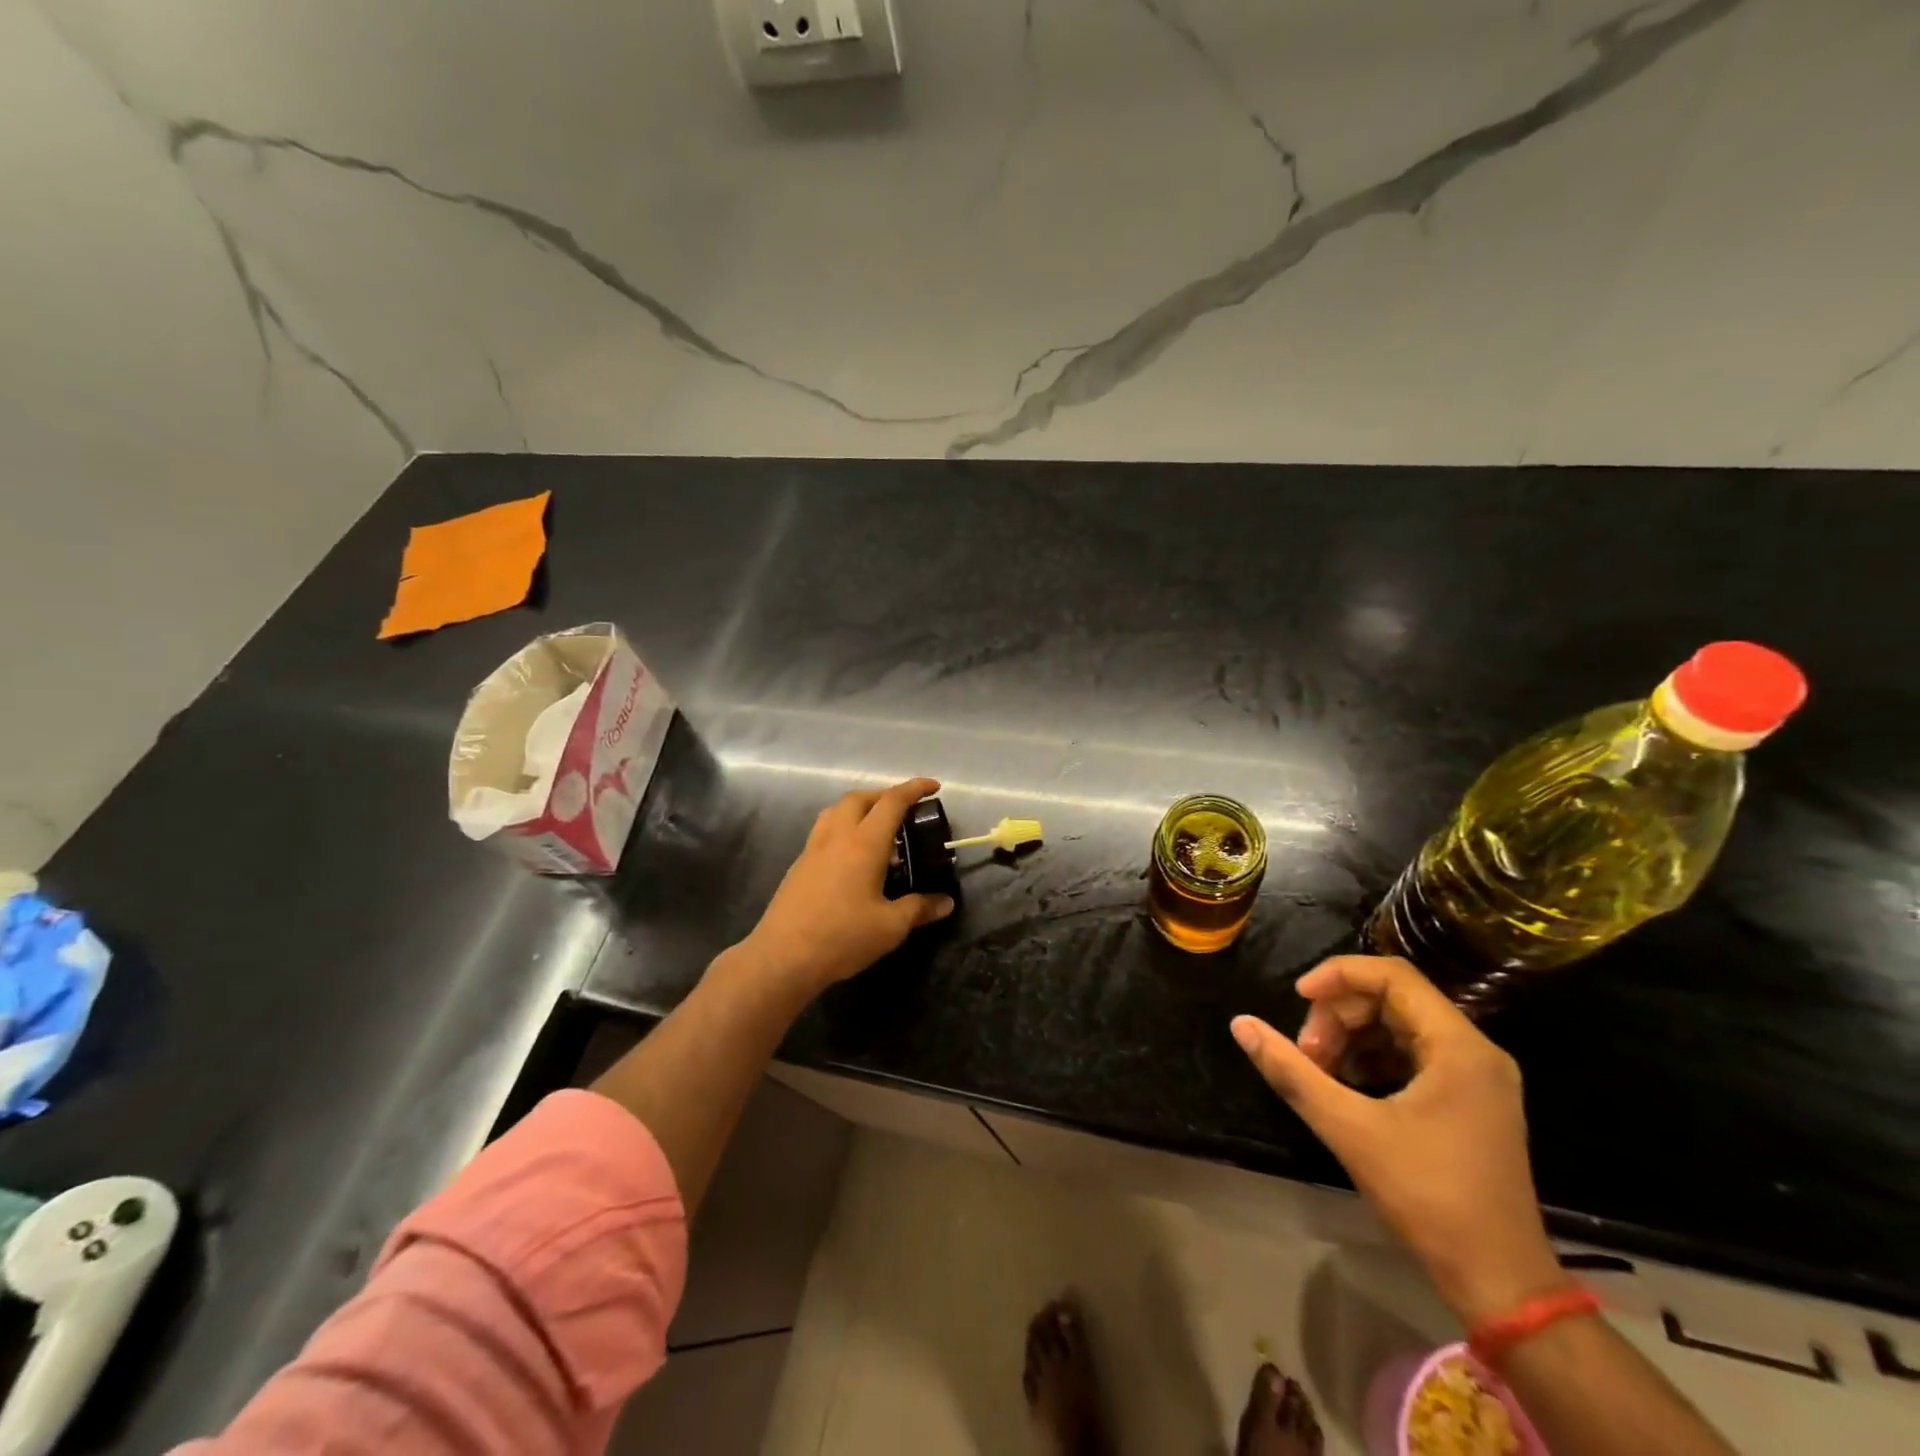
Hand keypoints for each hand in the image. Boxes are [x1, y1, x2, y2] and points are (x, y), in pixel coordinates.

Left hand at [743, 777, 954, 993]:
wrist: (782, 957)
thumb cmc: (842, 937)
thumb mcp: (890, 927)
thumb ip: (919, 909)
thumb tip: (946, 902)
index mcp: (864, 844)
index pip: (892, 802)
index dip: (914, 789)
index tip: (933, 786)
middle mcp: (837, 837)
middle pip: (860, 798)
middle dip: (884, 795)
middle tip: (904, 810)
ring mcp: (813, 849)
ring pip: (836, 811)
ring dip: (859, 808)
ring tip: (877, 829)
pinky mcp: (799, 865)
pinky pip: (824, 831)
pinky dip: (843, 828)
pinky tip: (852, 857)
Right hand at [1231, 956, 1566, 1324]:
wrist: (1500, 1283)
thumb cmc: (1429, 1198)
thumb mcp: (1350, 1130)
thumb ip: (1292, 1072)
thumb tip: (1241, 1025)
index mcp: (1459, 1046)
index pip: (1393, 975)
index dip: (1338, 976)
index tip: (1298, 998)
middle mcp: (1475, 1050)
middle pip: (1393, 998)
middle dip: (1340, 1015)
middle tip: (1307, 1053)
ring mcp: (1476, 1077)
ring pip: (1400, 1025)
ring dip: (1352, 1036)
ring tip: (1319, 1071)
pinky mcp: (1469, 1100)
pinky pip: (1412, 1053)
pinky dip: (1373, 1057)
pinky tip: (1345, 1084)